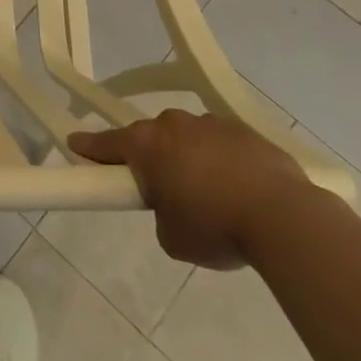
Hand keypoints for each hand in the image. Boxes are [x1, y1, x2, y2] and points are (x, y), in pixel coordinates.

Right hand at [68, 110, 308, 269]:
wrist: (285, 217)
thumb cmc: (215, 227)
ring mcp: (212, 123)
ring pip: (189, 138)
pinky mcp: (247, 131)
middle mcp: (174, 124)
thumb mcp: (172, 236)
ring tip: (211, 194)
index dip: (89, 148)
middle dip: (152, 158)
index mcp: (147, 145)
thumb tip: (174, 205)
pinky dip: (223, 161)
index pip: (106, 144)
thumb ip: (161, 214)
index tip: (75, 144)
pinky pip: (223, 144)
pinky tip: (240, 188)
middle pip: (151, 138)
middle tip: (162, 190)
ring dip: (190, 157)